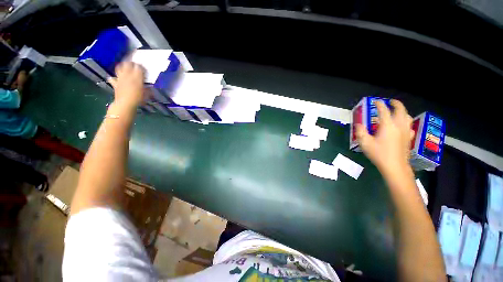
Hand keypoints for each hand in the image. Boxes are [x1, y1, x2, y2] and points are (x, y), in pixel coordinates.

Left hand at [108, 62, 144, 107]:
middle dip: (132, 63)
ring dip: (123, 67)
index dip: (142, 67)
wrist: (125, 104)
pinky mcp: (115, 83)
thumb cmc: (138, 99)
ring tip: (126, 68)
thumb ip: (147, 88)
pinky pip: (113, 78)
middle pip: (128, 64)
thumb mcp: (146, 94)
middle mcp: (128, 75)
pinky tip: (115, 79)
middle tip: (135, 65)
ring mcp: (120, 78)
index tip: (144, 68)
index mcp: (137, 77)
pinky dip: (114, 78)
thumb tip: (149, 87)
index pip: (139, 67)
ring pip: (120, 68)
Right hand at [356, 99, 414, 176]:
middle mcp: (399, 125)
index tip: (375, 101)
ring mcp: (405, 131)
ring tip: (396, 111)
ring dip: (402, 111)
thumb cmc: (379, 154)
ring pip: (407, 116)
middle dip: (395, 103)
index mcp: (388, 125)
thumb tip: (359, 124)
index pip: (384, 110)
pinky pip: (409, 125)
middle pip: (400, 110)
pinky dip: (405, 122)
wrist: (395, 166)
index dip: (379, 104)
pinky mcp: (408, 138)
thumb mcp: (365, 143)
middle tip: (390, 102)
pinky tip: (402, 126)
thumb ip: (360, 131)